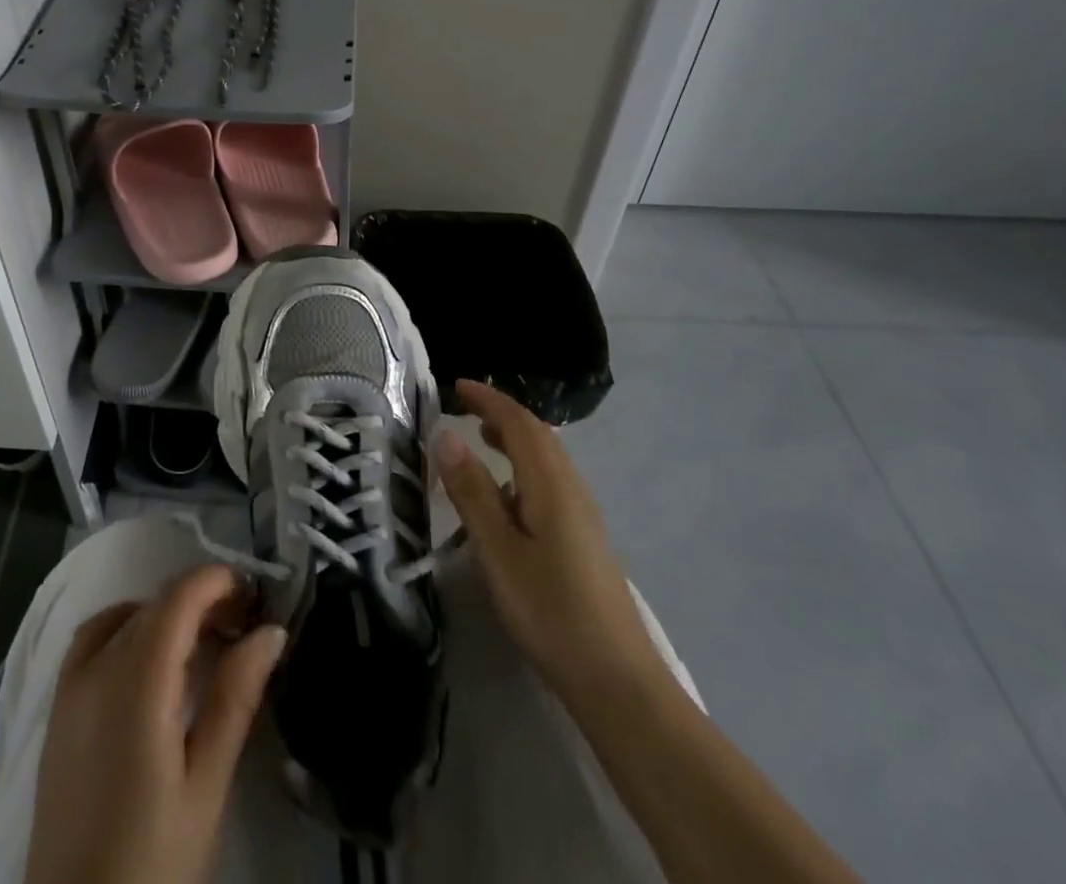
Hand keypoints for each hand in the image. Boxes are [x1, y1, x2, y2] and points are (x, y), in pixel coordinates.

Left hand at [25, 564, 286, 883]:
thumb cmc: (153, 862)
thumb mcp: (206, 785)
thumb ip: (235, 698)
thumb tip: (271, 630)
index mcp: (137, 681)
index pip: (179, 598)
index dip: (218, 582)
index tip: (255, 595)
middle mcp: (97, 667)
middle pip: (154, 605)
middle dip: (200, 601)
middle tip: (242, 626)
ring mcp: (70, 686)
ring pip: (124, 617)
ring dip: (164, 614)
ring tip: (200, 642)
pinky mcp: (57, 709)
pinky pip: (92, 639)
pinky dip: (126, 627)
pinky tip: (149, 659)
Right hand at [434, 379, 661, 711]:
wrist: (618, 681)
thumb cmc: (551, 611)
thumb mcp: (498, 551)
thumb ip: (472, 491)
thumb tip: (447, 434)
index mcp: (551, 484)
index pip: (520, 423)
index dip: (489, 399)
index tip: (456, 385)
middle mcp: (572, 489)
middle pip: (538, 435)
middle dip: (502, 412)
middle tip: (464, 405)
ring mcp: (582, 515)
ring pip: (546, 459)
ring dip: (514, 438)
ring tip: (480, 438)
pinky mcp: (583, 538)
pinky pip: (549, 481)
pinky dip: (523, 466)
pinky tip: (506, 493)